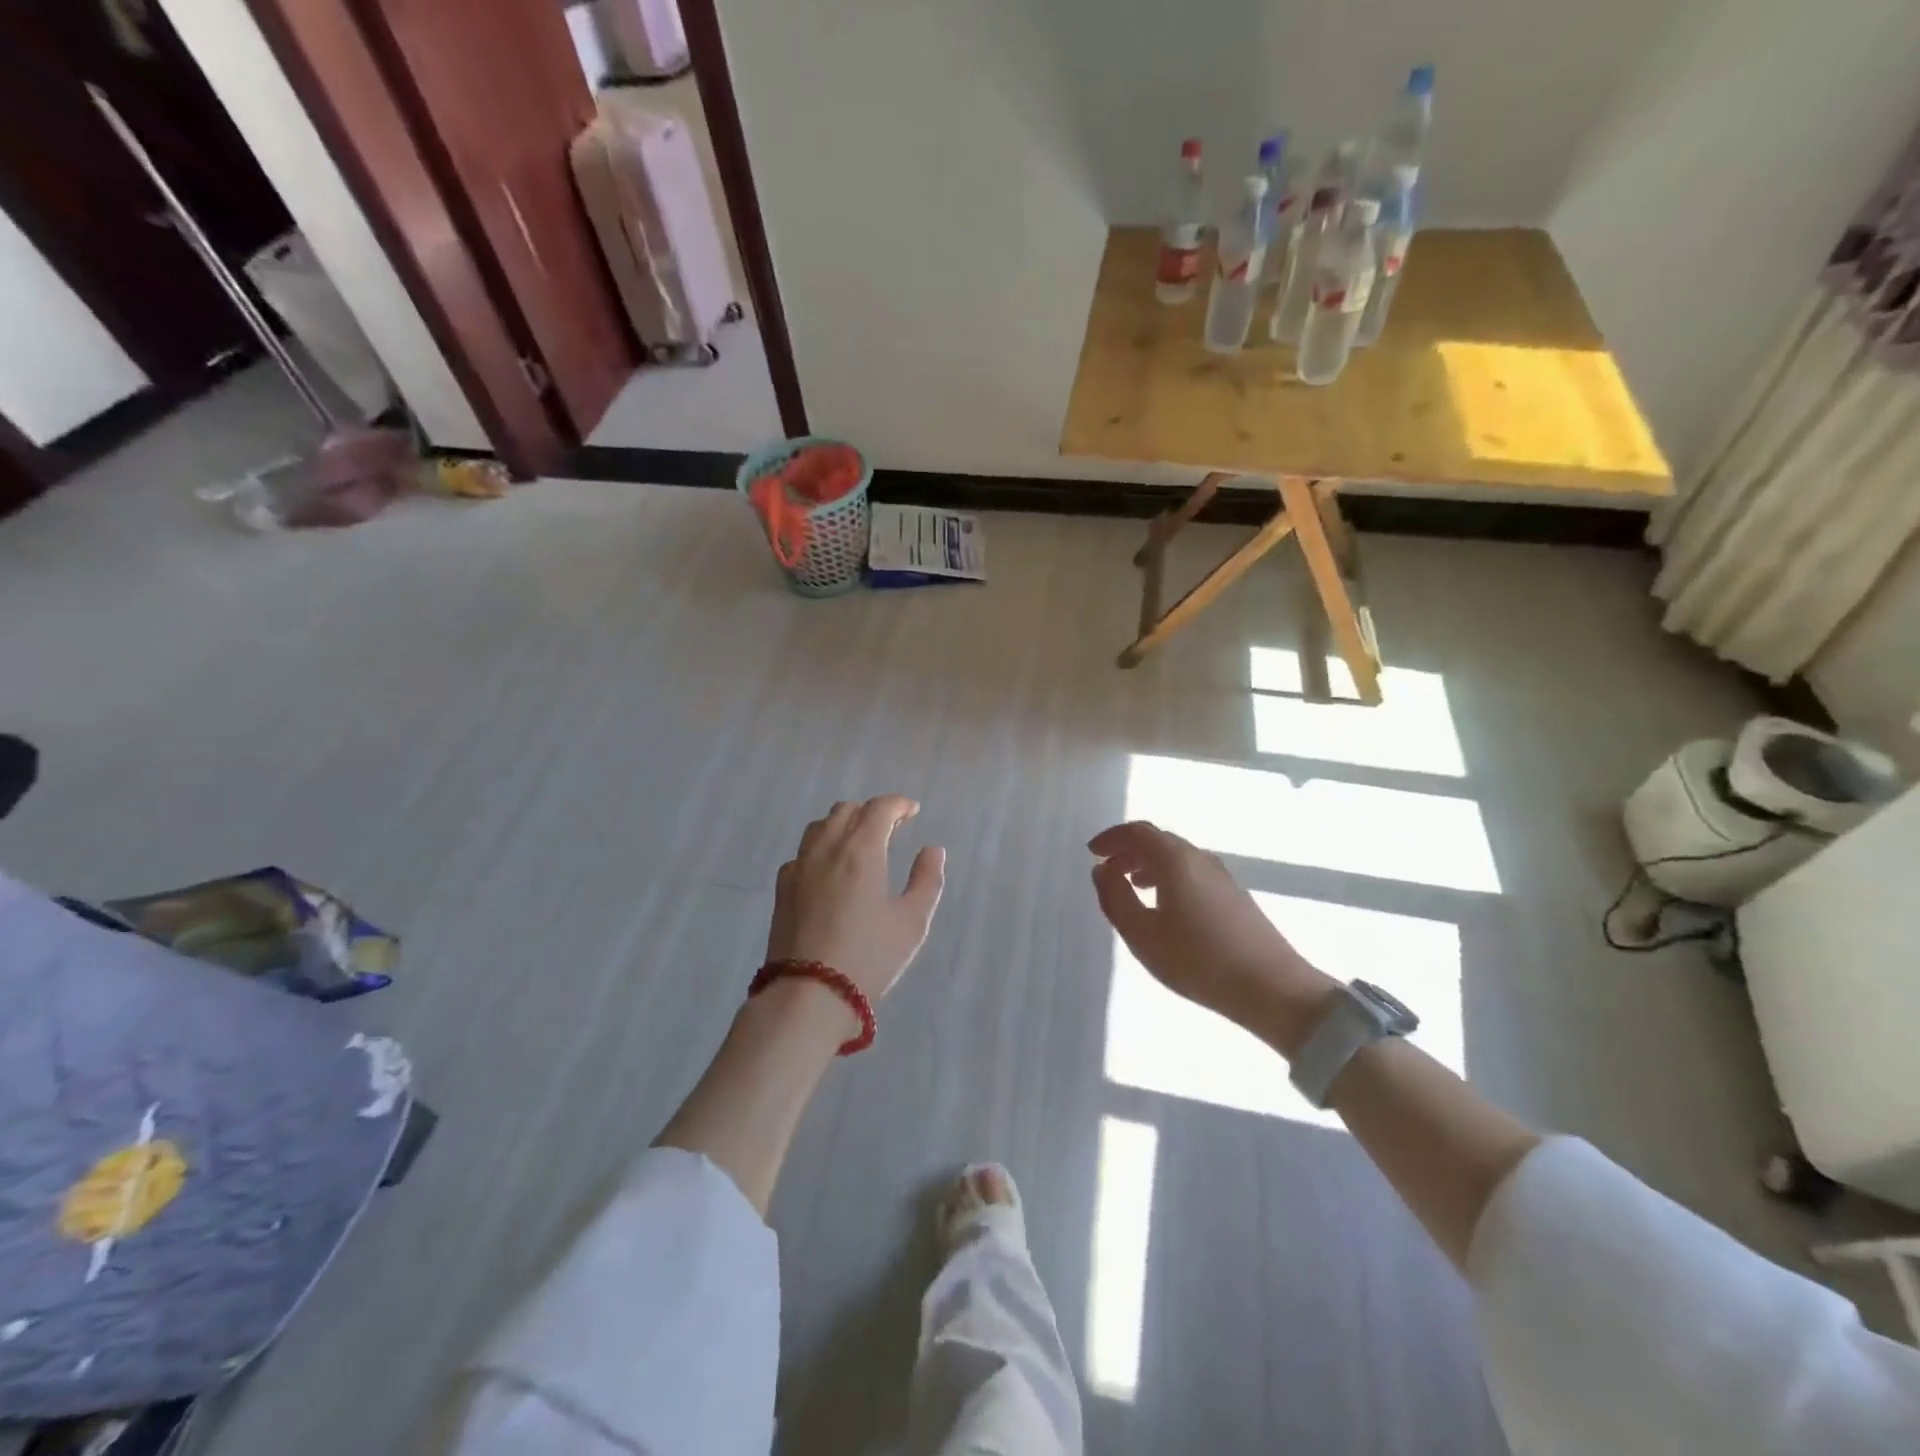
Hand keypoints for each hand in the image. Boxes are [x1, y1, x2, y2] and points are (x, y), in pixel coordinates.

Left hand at [767, 797, 946, 1004]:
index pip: (880, 808)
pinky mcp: (782, 888)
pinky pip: (803, 852)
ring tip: (859, 845)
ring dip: (843, 825)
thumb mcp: (912, 921)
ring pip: (820, 826)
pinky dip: (821, 849)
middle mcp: (827, 848)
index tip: (912, 812)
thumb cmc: (869, 956)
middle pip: (846, 810)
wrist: (809, 993)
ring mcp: (799, 866)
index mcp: (861, 849)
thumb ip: (927, 880)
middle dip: (871, 812)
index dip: (899, 804)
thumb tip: (932, 850)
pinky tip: (829, 871)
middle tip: (890, 829)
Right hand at [1089, 821, 1333, 1041]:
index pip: (1137, 832)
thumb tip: (1102, 870)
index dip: (1111, 838)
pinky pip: (1192, 871)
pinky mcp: (1234, 894)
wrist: (1273, 989)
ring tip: (1132, 885)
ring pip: (1177, 855)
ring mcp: (1221, 875)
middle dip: (1128, 850)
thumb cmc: (1198, 961)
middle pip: (1158, 840)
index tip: (1092, 852)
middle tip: (1107, 869)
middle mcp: (1199, 858)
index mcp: (1175, 860)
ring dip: (1149, 863)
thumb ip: (1115, 898)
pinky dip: (1169, 875)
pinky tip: (1166, 904)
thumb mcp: (1142, 935)